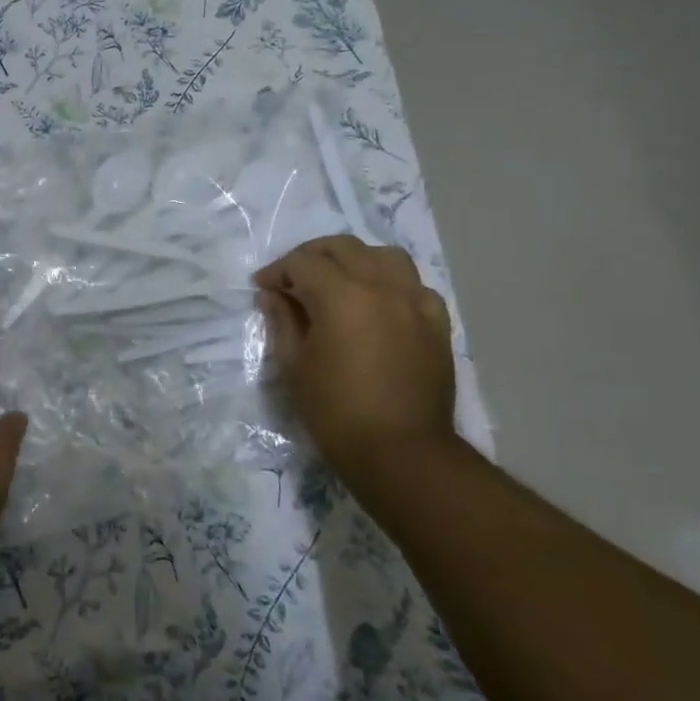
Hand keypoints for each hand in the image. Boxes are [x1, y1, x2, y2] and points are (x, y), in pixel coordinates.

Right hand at [253, 234, 456, 478]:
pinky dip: (392, 284)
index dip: (277, 271)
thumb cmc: (336, 411)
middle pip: (344, 248)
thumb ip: (282, 321)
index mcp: (341, 295)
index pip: (303, 263)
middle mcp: (382, 287)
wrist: (401, 452)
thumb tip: (273, 295)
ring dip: (356, 260)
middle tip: (293, 278)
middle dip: (312, 256)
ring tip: (339, 280)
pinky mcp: (437, 324)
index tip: (263, 287)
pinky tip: (379, 304)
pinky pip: (415, 286)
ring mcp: (415, 303)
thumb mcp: (294, 365)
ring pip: (385, 256)